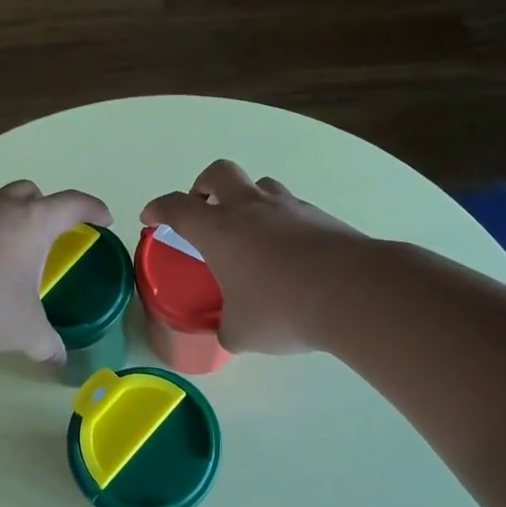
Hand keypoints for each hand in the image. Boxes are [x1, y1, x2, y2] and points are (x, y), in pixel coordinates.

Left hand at [0, 180, 111, 361]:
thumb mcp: (24, 329)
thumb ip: (46, 344)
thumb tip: (60, 361)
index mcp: (33, 222)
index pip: (73, 203)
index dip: (93, 208)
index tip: (104, 219)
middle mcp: (2, 208)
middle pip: (32, 191)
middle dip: (47, 206)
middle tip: (53, 233)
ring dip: (12, 219)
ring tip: (15, 253)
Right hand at [142, 160, 363, 354]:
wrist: (354, 292)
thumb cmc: (282, 309)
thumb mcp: (242, 333)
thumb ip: (228, 329)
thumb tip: (228, 333)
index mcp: (218, 230)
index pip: (177, 207)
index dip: (158, 208)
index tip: (151, 216)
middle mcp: (250, 208)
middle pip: (219, 173)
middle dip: (203, 186)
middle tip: (203, 208)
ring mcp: (289, 208)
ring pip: (260, 185)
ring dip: (247, 199)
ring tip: (250, 230)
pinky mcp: (321, 217)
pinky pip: (292, 207)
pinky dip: (281, 221)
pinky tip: (289, 252)